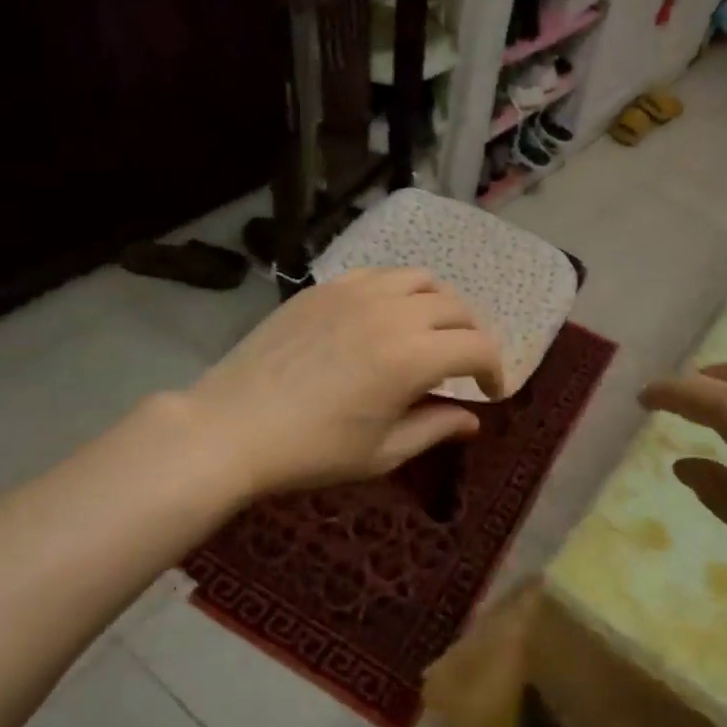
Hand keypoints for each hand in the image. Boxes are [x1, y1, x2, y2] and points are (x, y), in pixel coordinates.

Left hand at [185, 268, 503, 498]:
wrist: (232, 427)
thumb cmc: (312, 450)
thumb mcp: (383, 452)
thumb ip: (435, 428)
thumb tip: (471, 419)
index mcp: (412, 356)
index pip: (478, 347)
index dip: (495, 369)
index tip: (490, 392)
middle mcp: (393, 311)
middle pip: (457, 308)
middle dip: (472, 336)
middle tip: (464, 366)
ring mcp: (357, 291)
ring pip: (422, 280)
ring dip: (440, 306)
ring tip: (431, 332)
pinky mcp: (326, 287)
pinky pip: (380, 274)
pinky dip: (399, 291)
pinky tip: (386, 316)